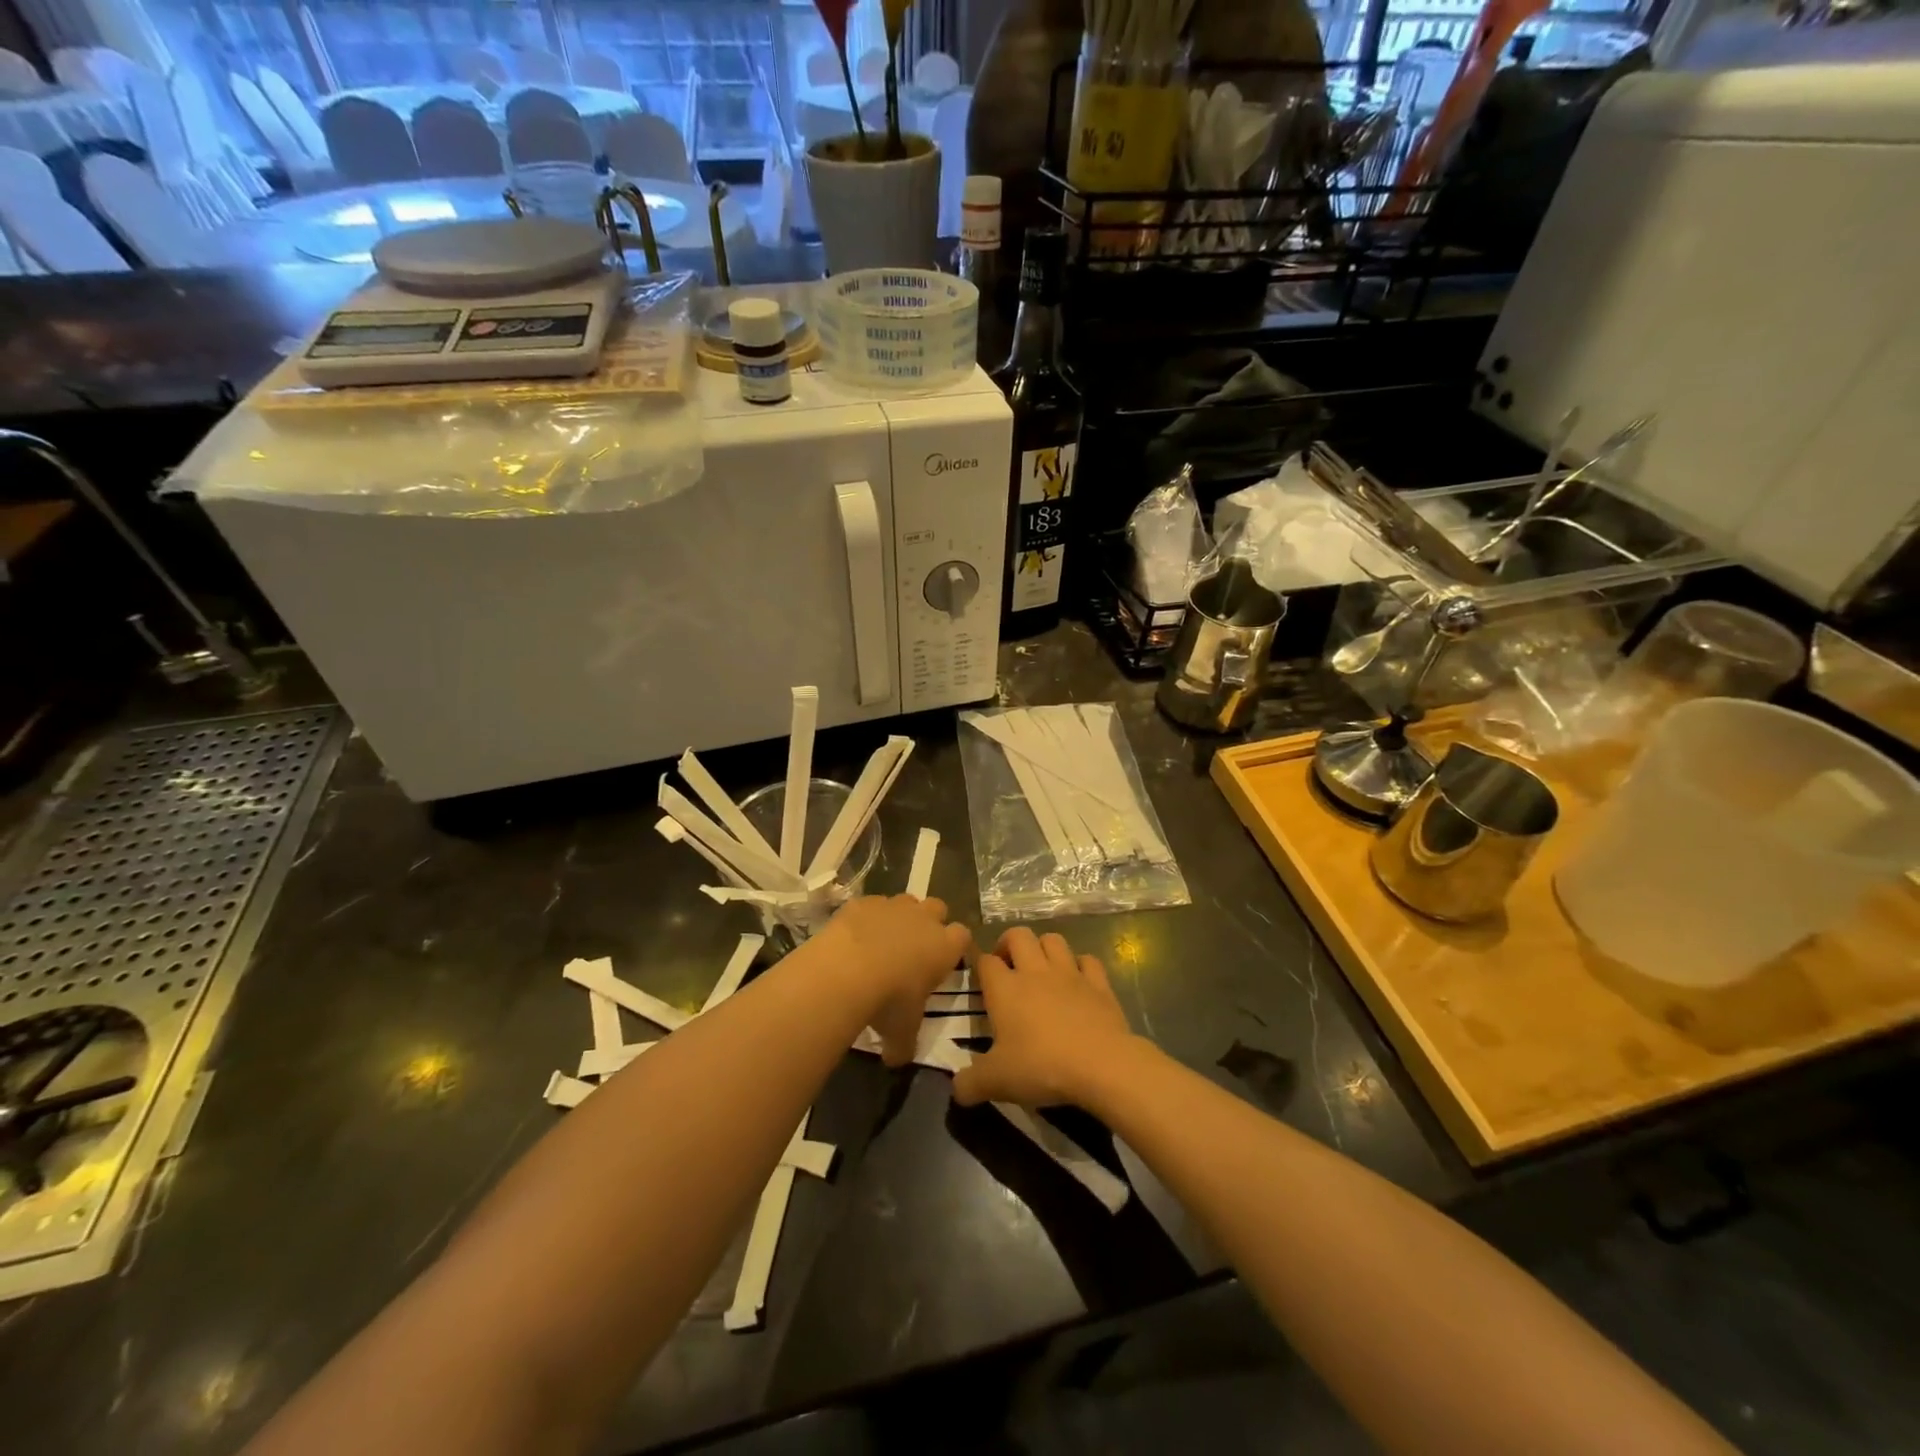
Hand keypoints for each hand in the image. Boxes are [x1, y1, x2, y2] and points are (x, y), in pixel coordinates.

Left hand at [818, 895, 971, 1067]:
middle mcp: (924, 919)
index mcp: (945, 947)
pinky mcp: (864, 901)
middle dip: (931, 922)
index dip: (955, 947)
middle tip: (916, 946)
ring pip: (906, 901)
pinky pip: (872, 904)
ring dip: (900, 916)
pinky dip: (868, 916)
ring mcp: (894, 905)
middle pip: (938, 908)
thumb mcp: (901, 1032)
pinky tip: (855, 936)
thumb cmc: (888, 1001)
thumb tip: (896, 1060)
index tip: (944, 961)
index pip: (963, 936)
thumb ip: (904, 1045)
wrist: (847, 970)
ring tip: (884, 940)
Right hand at [953, 928, 1139, 1109]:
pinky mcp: (1098, 983)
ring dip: (1043, 948)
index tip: (980, 981)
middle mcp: (1035, 971)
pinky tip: (1078, 981)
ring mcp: (1069, 973)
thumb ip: (969, 1084)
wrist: (1101, 1065)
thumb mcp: (996, 1082)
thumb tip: (956, 1089)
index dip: (980, 966)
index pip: (985, 961)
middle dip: (1009, 943)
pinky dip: (1080, 965)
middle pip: (1018, 935)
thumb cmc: (1042, 1066)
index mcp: (1005, 988)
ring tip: (1040, 968)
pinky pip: (1087, 960)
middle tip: (1008, 967)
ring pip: (1053, 940)